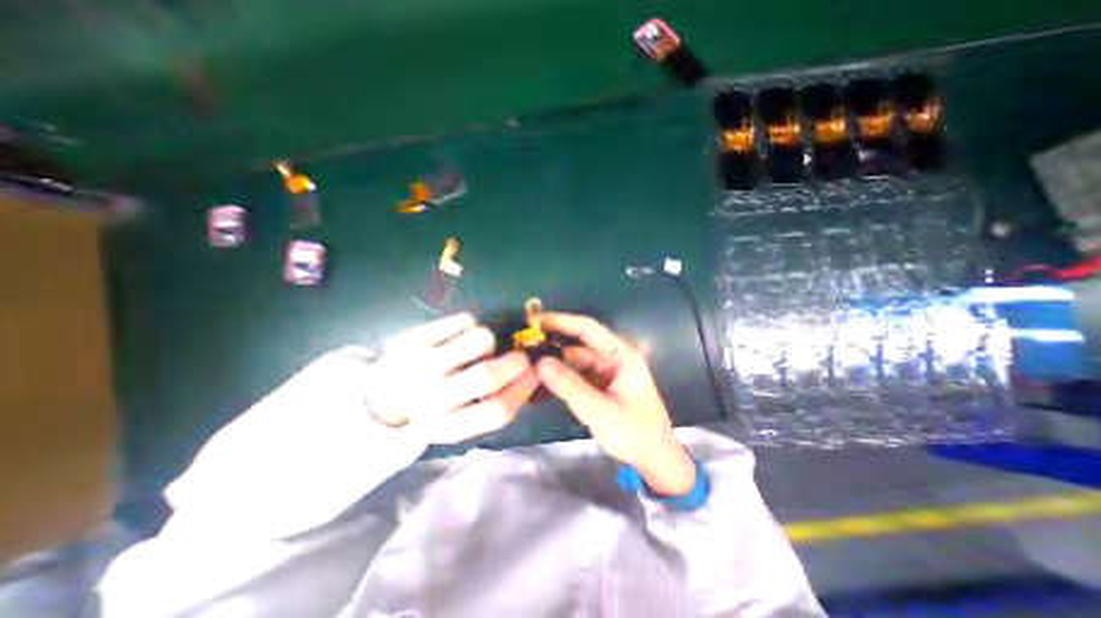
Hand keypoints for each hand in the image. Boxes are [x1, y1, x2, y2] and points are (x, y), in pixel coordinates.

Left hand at [364, 314, 536, 443]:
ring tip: (476, 348)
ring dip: (489, 342)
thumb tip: (532, 377)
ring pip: (480, 339)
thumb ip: (493, 406)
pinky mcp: (416, 337)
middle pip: (488, 375)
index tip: (535, 374)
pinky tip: (458, 336)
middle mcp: (433, 397)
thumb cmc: (431, 409)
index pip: (497, 411)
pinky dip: (471, 325)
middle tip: (519, 357)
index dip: (523, 389)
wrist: (381, 394)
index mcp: (447, 425)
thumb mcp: (460, 421)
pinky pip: (463, 319)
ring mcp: (422, 363)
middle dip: (515, 362)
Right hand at [536, 312, 694, 494]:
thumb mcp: (599, 411)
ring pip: (573, 360)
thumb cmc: (634, 433)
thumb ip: (569, 386)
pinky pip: (575, 375)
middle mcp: (613, 356)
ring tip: (524, 365)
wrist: (654, 458)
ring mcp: (606, 370)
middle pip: (577, 344)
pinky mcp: (600, 384)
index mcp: (621, 354)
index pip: (587, 328)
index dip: (560, 320)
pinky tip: (539, 383)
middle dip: (551, 345)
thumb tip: (539, 362)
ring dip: (552, 364)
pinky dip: (559, 378)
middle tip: (521, 346)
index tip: (534, 320)